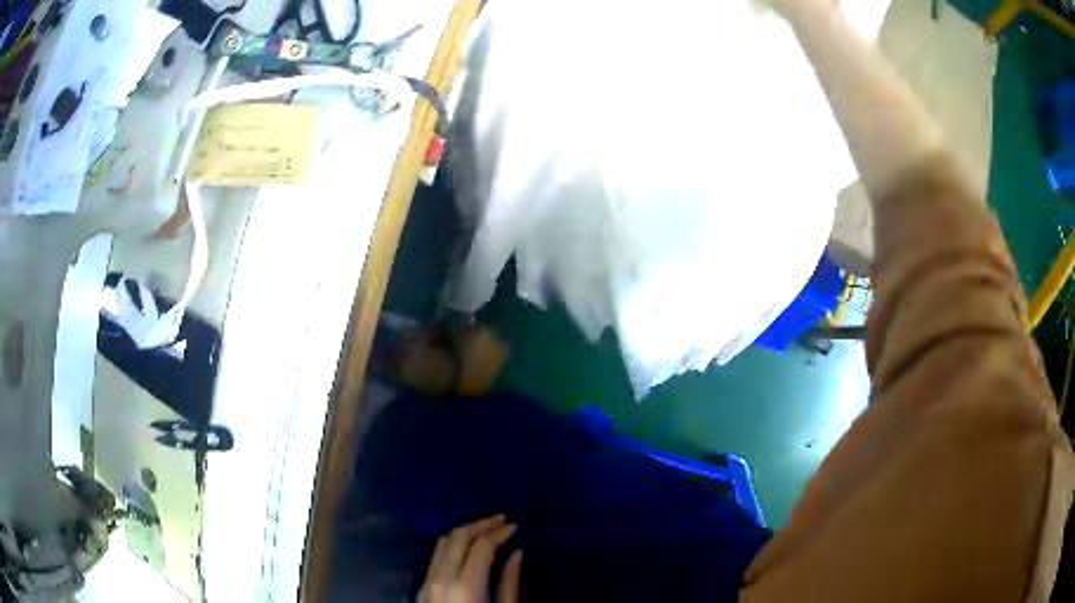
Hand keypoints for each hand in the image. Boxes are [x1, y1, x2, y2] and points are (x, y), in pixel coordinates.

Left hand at [418, 515, 522, 602]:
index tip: (513, 526)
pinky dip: (451, 545)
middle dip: (480, 524)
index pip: (481, 547)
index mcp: (466, 586)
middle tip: (500, 519)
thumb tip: (517, 554)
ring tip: (484, 530)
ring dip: (464, 532)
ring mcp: (427, 581)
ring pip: (442, 543)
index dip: (498, 533)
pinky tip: (466, 547)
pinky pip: (435, 557)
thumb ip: (509, 583)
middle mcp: (442, 578)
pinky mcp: (421, 587)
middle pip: (458, 538)